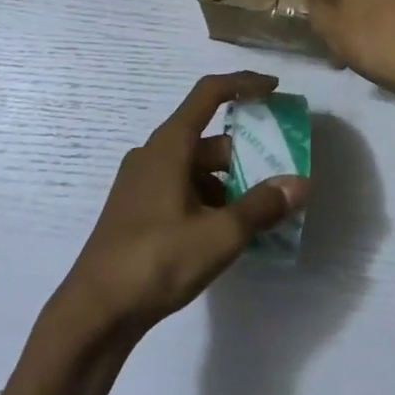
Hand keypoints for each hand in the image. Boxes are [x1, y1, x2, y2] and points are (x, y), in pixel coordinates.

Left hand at [52, 73, 309, 341]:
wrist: (95, 311)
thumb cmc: (156, 261)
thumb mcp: (218, 236)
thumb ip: (261, 207)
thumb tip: (300, 183)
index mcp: (168, 145)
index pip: (209, 93)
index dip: (244, 83)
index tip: (275, 88)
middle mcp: (153, 154)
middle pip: (208, 139)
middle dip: (245, 154)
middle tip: (280, 177)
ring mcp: (141, 183)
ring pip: (196, 168)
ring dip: (228, 183)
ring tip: (261, 214)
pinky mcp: (137, 209)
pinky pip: (182, 189)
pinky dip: (208, 201)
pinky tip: (226, 234)